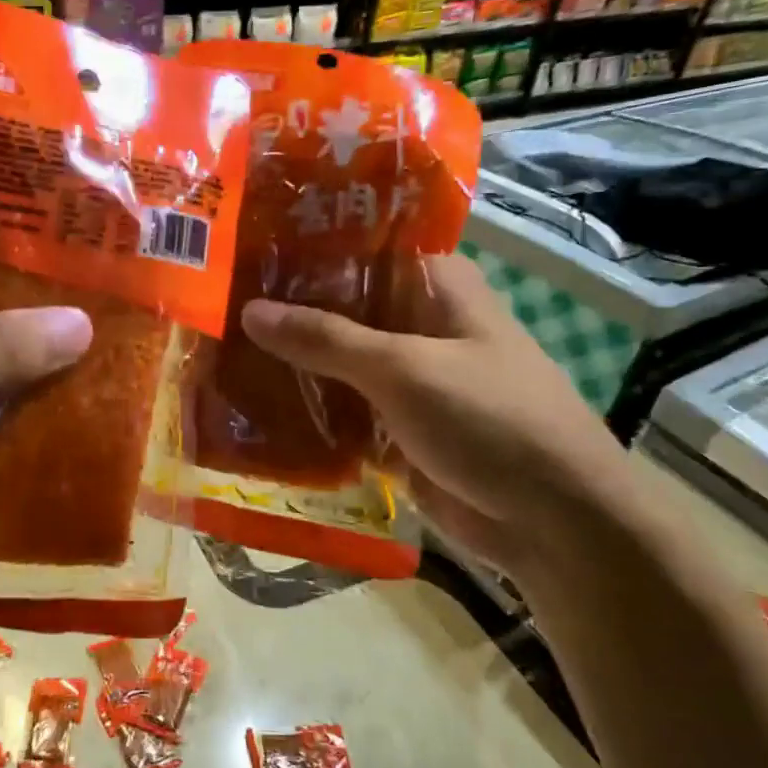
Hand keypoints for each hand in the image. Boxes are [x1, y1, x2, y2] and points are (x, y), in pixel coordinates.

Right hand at [239, 253, 636, 577]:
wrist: (554, 522)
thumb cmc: (490, 420)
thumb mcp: (404, 369)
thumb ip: (326, 338)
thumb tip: (250, 310)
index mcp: (434, 287)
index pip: (360, 247)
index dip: (304, 246)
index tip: (243, 247)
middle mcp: (418, 324)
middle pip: (340, 307)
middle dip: (285, 311)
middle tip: (214, 304)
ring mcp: (406, 379)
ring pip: (336, 361)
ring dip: (289, 363)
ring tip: (217, 352)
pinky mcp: (396, 427)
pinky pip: (341, 410)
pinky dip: (305, 410)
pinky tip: (250, 408)